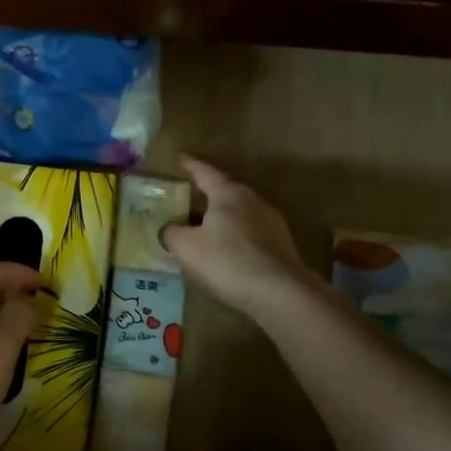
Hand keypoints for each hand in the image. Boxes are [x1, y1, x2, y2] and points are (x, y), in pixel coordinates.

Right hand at [160, 156, 318, 320]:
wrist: (279, 292)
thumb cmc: (227, 261)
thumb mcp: (186, 247)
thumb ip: (172, 233)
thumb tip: (169, 229)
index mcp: (228, 194)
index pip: (205, 173)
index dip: (190, 166)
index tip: (180, 158)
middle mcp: (252, 201)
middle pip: (226, 191)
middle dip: (207, 193)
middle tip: (190, 197)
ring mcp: (271, 223)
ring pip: (240, 213)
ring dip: (222, 217)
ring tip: (206, 226)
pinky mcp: (281, 245)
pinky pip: (251, 233)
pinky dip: (235, 236)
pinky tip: (227, 251)